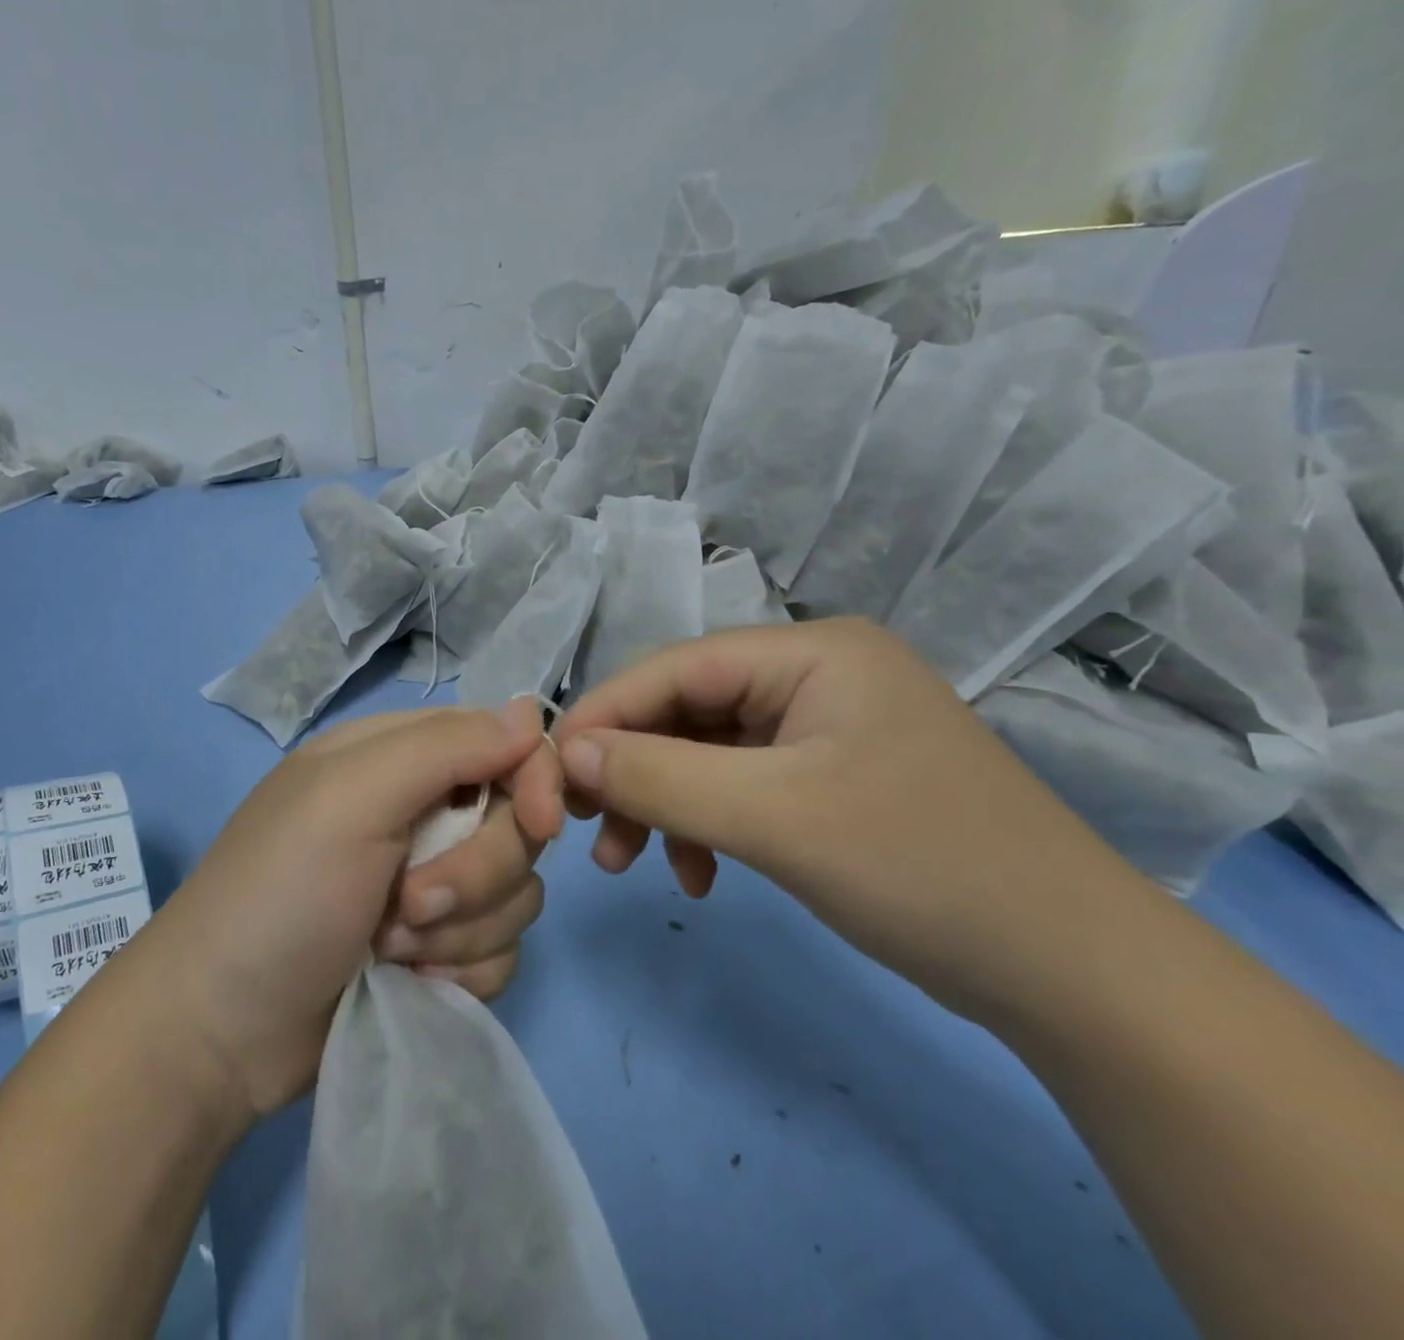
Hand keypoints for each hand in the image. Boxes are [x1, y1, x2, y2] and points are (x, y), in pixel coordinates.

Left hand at [137, 701, 560, 1119]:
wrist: (221, 1032)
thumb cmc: (281, 893)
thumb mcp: (352, 796)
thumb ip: (446, 746)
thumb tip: (530, 714)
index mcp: (400, 757)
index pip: (503, 741)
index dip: (532, 777)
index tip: (536, 824)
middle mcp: (423, 812)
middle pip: (516, 824)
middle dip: (475, 873)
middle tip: (407, 903)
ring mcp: (434, 884)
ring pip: (517, 892)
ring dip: (460, 929)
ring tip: (388, 948)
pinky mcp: (441, 950)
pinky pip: (502, 949)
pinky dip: (460, 971)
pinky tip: (406, 982)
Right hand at [555, 620, 1137, 1022]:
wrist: (1074, 976)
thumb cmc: (923, 869)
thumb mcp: (775, 819)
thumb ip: (659, 778)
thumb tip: (568, 753)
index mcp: (812, 652)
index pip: (677, 667)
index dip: (606, 715)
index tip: (552, 771)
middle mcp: (814, 675)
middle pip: (687, 710)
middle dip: (633, 771)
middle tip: (588, 830)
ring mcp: (823, 727)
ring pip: (706, 752)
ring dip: (663, 805)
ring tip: (632, 864)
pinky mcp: (828, 777)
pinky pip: (739, 786)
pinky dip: (706, 825)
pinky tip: (700, 875)